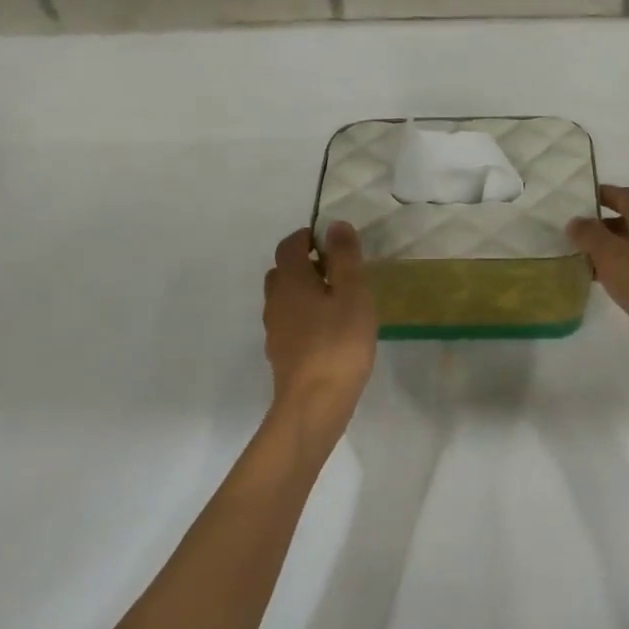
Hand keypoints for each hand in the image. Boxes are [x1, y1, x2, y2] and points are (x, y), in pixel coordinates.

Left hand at [263, 223, 376, 415]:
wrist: (314, 403)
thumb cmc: (338, 343)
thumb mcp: (352, 294)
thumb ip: (345, 258)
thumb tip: (335, 225)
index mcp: (290, 280)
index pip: (290, 245)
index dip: (309, 237)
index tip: (334, 242)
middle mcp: (275, 301)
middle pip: (283, 271)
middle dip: (307, 264)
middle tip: (339, 271)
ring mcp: (275, 329)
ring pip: (286, 299)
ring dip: (306, 292)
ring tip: (339, 302)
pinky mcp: (282, 354)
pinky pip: (291, 322)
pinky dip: (307, 316)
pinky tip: (331, 332)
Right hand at [568, 186, 628, 373]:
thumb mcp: (610, 254)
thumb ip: (589, 234)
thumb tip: (575, 221)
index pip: (623, 195)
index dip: (600, 194)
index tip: (575, 199)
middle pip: (626, 219)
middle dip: (599, 224)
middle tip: (571, 233)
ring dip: (606, 248)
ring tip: (579, 257)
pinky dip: (617, 267)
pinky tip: (601, 280)